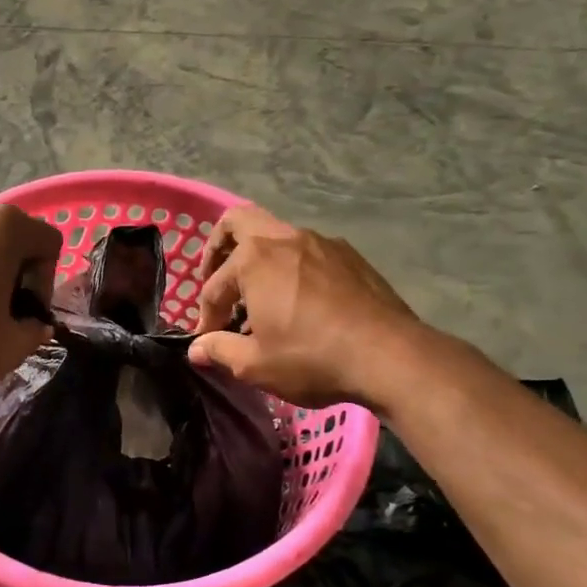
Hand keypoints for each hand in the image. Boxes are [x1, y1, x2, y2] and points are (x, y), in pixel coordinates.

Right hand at [189, 206, 420, 407]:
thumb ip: (220, 350)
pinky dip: (292, 268)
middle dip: (219, 248)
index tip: (209, 340)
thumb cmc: (312, 357)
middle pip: (238, 222)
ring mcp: (321, 242)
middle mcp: (284, 238)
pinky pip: (308, 252)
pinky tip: (301, 301)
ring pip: (277, 236)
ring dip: (259, 259)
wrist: (390, 355)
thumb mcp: (256, 364)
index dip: (206, 315)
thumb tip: (196, 349)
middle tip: (218, 279)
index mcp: (254, 260)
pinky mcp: (349, 255)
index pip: (214, 286)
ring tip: (261, 297)